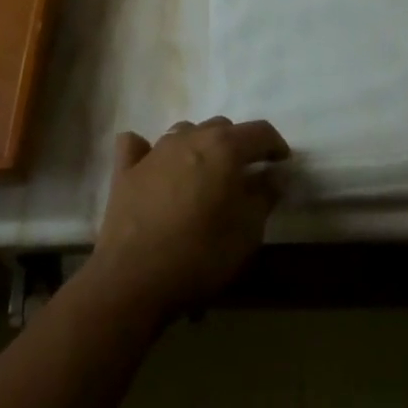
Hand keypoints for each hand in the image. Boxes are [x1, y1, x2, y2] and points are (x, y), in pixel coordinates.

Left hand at [88, 117, 289, 323]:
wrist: (133, 279)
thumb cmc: (200, 254)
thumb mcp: (247, 232)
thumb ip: (264, 196)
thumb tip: (274, 175)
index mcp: (224, 148)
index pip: (260, 132)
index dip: (275, 145)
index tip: (282, 164)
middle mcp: (190, 138)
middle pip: (222, 127)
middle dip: (238, 145)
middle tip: (244, 174)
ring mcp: (154, 151)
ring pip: (185, 132)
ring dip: (199, 145)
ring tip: (204, 173)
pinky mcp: (126, 170)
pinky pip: (137, 146)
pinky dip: (148, 150)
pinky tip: (152, 164)